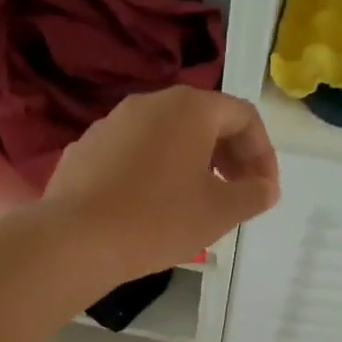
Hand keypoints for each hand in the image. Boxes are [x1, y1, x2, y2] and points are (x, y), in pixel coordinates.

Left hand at [44, 86, 279, 282]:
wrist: (76, 239)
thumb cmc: (158, 219)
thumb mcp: (220, 212)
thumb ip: (253, 195)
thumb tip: (265, 188)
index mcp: (190, 108)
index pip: (243, 117)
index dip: (263, 154)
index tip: (264, 192)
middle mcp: (150, 102)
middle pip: (205, 120)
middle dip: (230, 157)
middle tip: (237, 194)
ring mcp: (113, 122)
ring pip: (168, 135)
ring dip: (193, 163)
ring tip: (197, 202)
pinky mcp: (87, 148)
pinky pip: (135, 152)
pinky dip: (156, 171)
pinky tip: (152, 207)